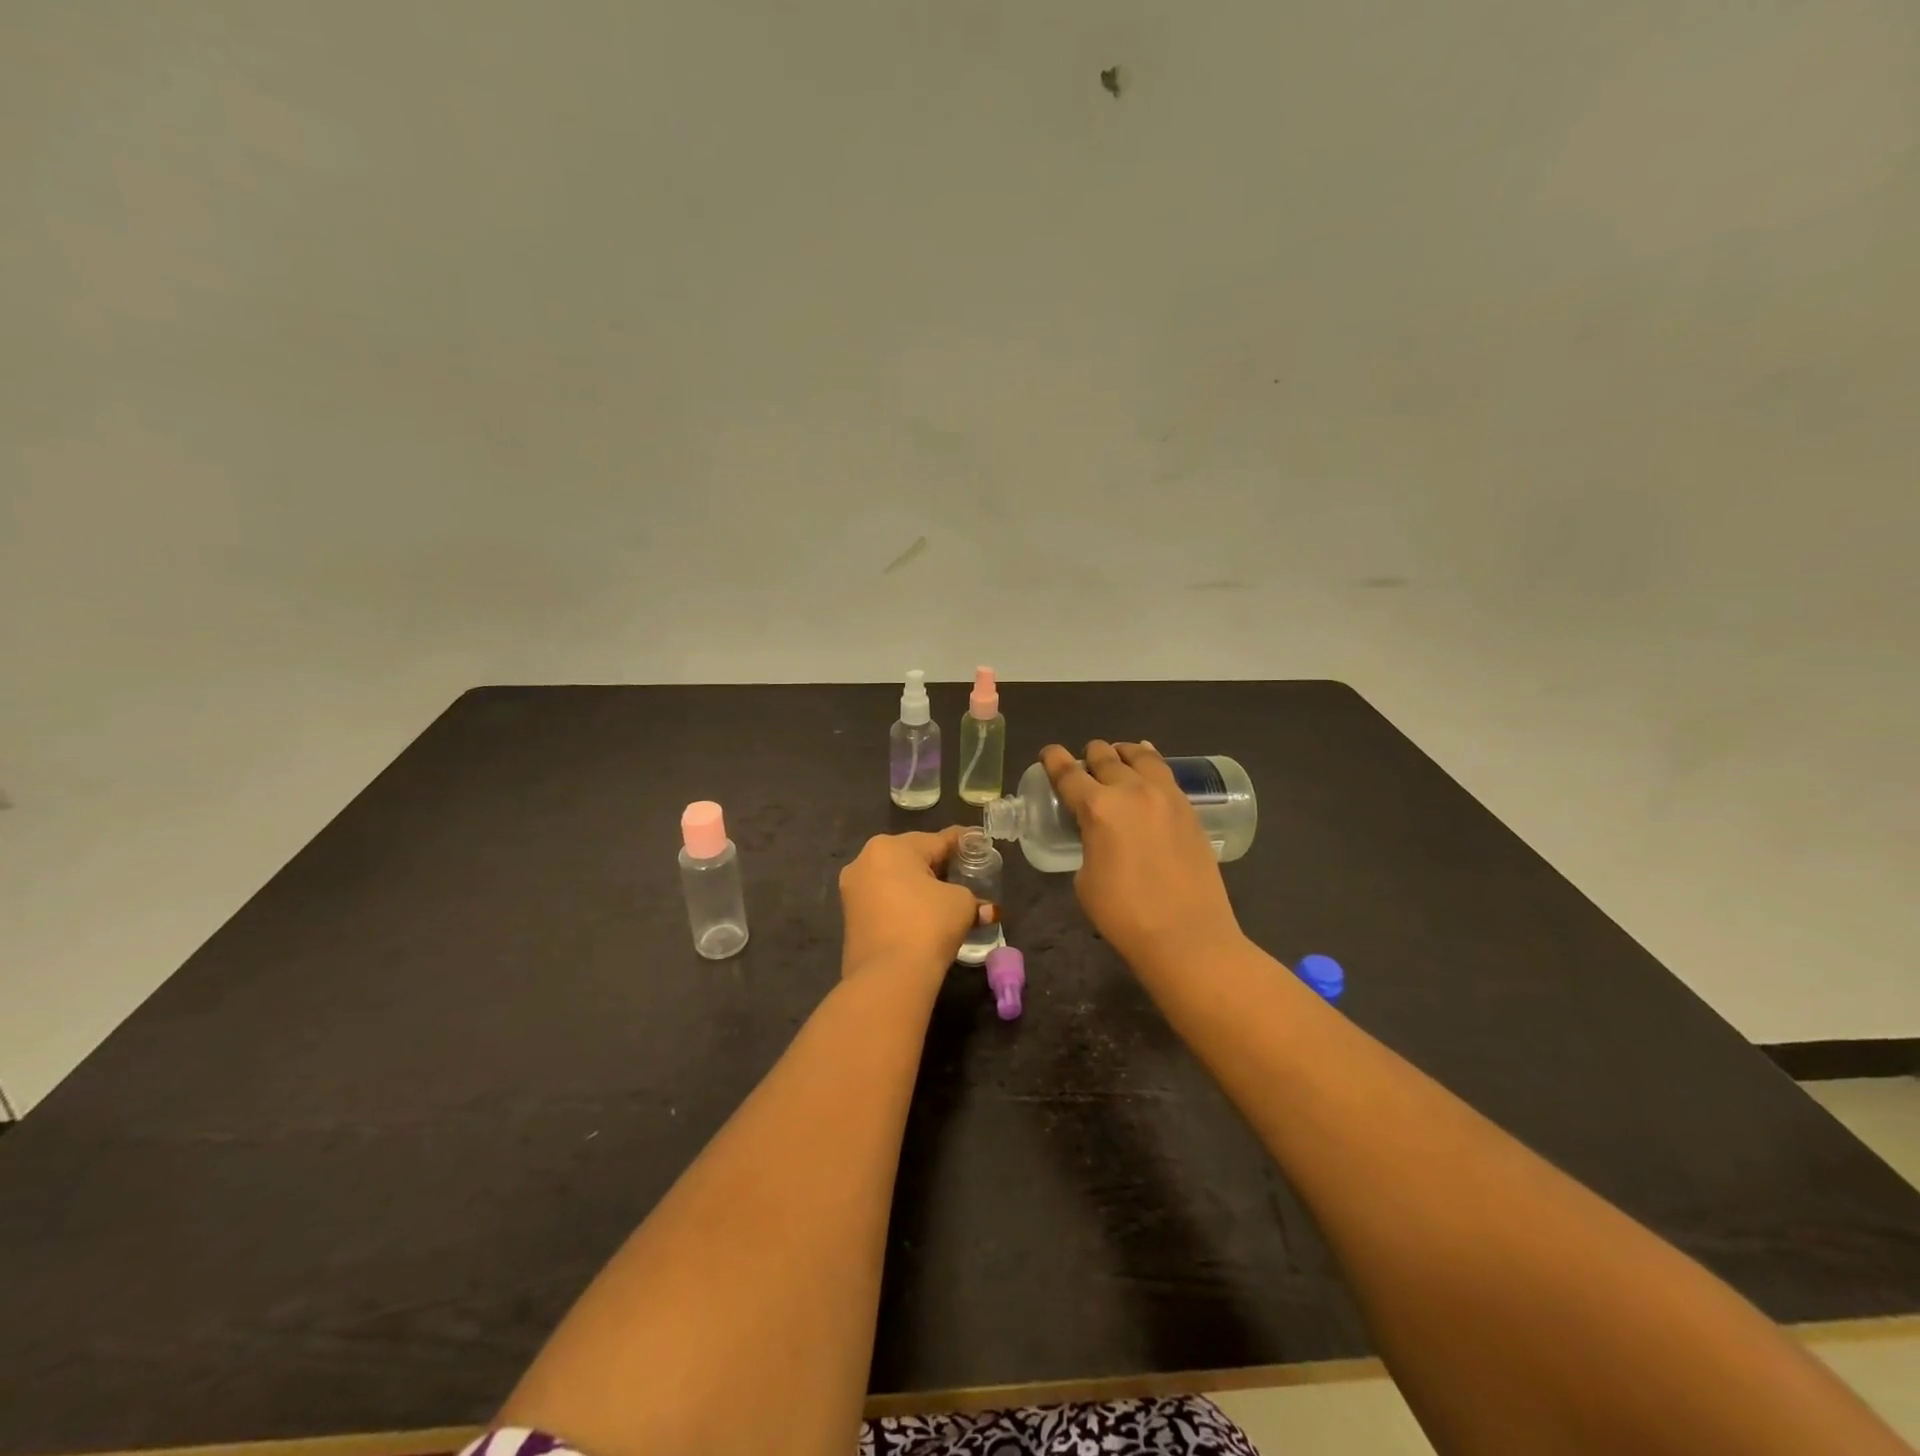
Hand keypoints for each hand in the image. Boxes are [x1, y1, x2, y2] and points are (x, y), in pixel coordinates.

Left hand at [838, 828, 979, 981]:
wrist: (888, 978)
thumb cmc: (927, 925)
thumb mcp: (961, 903)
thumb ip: (972, 897)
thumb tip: (984, 909)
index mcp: (890, 846)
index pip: (937, 840)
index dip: (962, 842)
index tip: (979, 842)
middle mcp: (864, 861)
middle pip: (912, 857)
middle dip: (938, 865)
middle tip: (964, 874)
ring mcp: (852, 891)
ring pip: (895, 880)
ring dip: (920, 887)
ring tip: (946, 897)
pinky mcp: (849, 918)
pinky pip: (884, 901)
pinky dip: (904, 904)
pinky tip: (923, 916)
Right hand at [1040, 741, 1244, 975]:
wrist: (1188, 936)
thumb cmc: (1125, 915)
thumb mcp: (1085, 879)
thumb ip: (1088, 845)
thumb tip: (1099, 836)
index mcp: (1098, 808)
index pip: (1068, 773)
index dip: (1053, 760)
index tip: (1048, 753)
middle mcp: (1131, 791)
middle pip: (1104, 757)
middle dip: (1089, 755)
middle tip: (1082, 764)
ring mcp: (1165, 796)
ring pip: (1140, 756)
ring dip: (1121, 753)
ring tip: (1117, 755)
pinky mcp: (1188, 808)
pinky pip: (1165, 773)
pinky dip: (1149, 763)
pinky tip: (1147, 767)